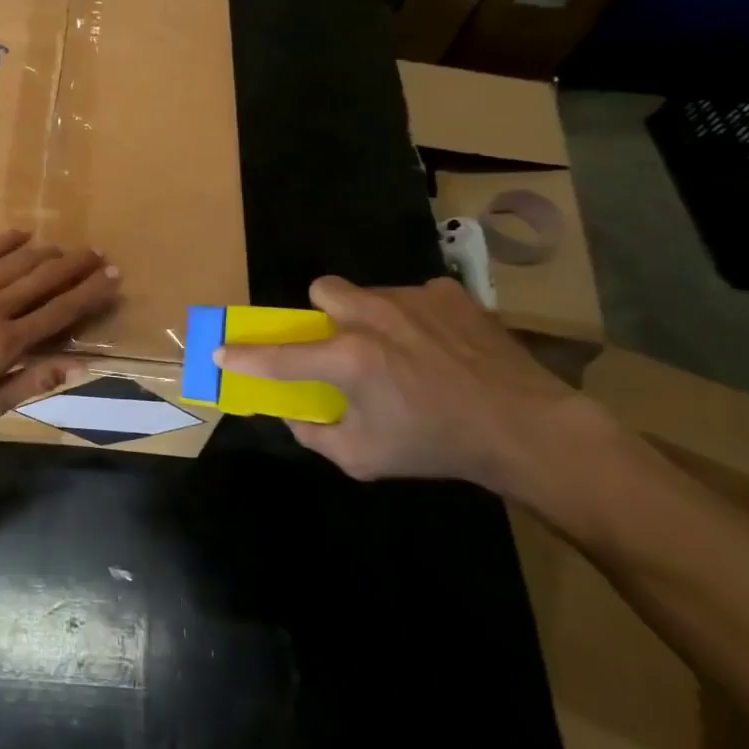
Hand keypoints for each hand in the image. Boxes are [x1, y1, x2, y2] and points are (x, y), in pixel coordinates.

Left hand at [0, 230, 120, 425]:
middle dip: (76, 267)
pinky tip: (22, 234)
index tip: (113, 278)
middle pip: (44, 281)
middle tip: (100, 253)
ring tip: (67, 247)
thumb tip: (78, 366)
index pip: (60, 312)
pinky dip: (4, 242)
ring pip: (16, 264)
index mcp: (9, 342)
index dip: (90, 294)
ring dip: (46, 253)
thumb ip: (32, 383)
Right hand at [217, 275, 612, 493]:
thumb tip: (293, 412)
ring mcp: (412, 298)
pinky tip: (439, 348)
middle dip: (322, 317)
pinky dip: (413, 319)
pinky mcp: (448, 293)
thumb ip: (314, 434)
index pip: (277, 355)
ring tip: (402, 352)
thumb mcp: (363, 458)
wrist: (526, 429)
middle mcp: (372, 317)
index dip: (243, 355)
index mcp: (348, 359)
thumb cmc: (436, 446)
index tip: (221, 351)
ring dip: (369, 319)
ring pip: (367, 293)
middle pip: (321, 291)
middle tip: (342, 347)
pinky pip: (412, 297)